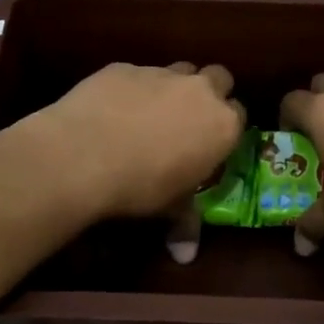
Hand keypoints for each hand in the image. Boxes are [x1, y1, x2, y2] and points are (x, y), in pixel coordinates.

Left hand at [30, 62, 244, 221]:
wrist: (83, 155)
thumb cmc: (140, 187)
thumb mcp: (169, 208)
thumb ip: (184, 224)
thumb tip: (184, 257)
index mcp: (222, 125)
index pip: (240, 115)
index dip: (226, 128)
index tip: (211, 143)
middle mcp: (199, 91)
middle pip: (219, 77)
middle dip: (209, 92)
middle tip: (188, 119)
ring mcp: (160, 73)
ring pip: (179, 70)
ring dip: (172, 87)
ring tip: (149, 114)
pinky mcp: (124, 67)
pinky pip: (137, 74)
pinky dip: (132, 89)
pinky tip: (111, 111)